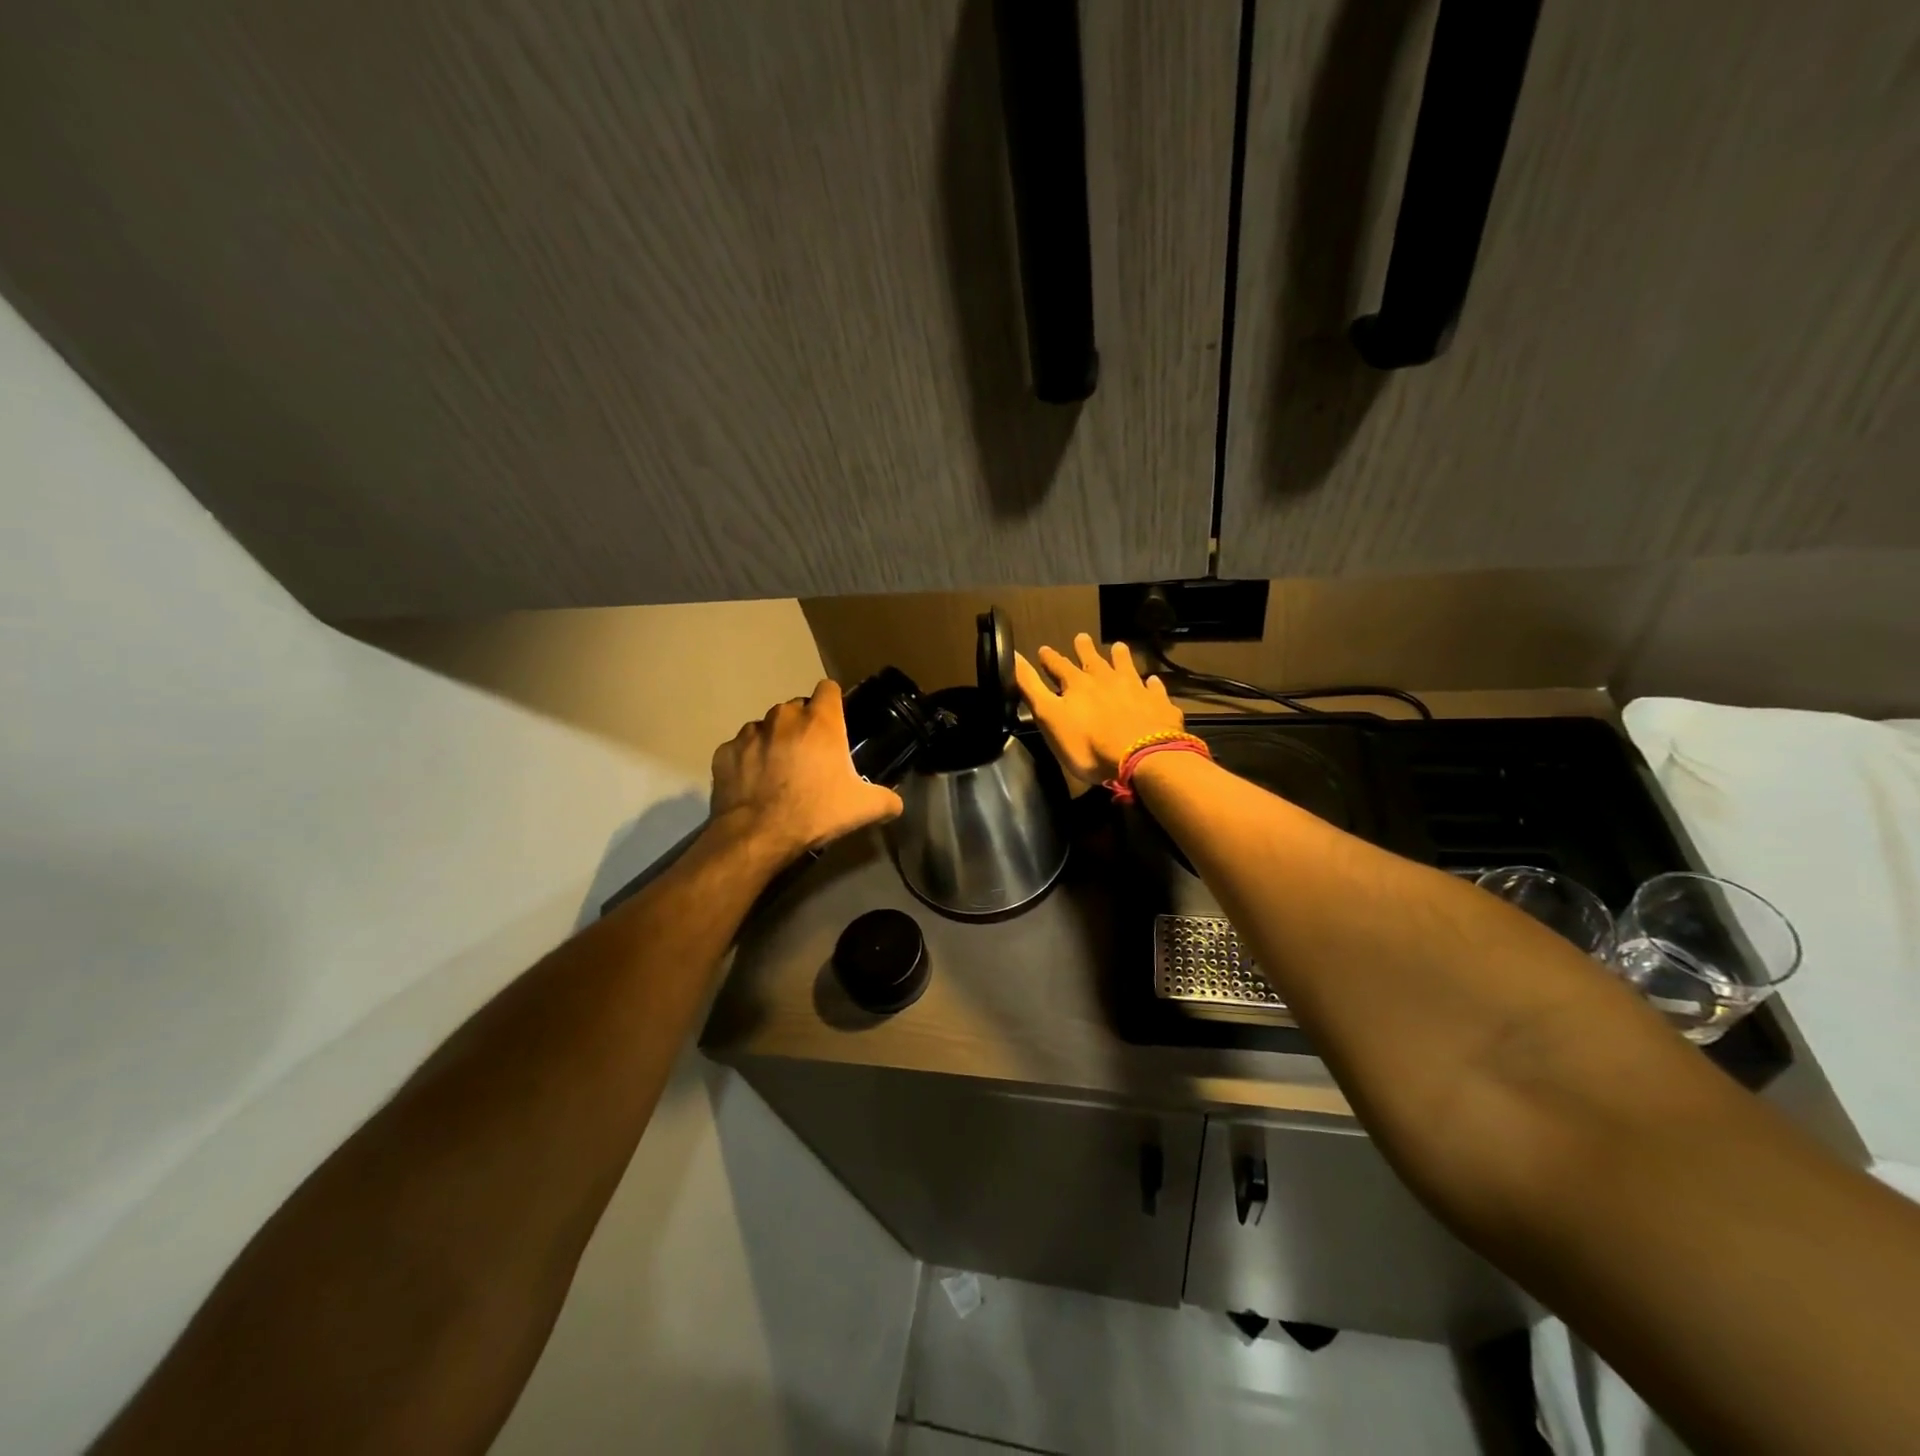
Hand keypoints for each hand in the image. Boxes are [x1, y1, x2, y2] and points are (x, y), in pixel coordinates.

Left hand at [710, 680, 903, 860]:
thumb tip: (896, 803)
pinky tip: (753, 783)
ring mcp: (750, 733)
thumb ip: (887, 800)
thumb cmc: (815, 812)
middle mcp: (784, 718)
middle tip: (810, 756)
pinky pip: (739, 748)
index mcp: (820, 722)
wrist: (758, 835)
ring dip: (773, 741)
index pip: (828, 689)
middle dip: (802, 726)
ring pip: (766, 727)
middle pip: (796, 708)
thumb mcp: (863, 809)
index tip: (835, 722)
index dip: (833, 703)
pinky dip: (747, 760)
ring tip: (778, 771)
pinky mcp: (725, 752)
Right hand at [1014, 634, 1184, 785]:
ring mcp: (1136, 690)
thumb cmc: (1088, 743)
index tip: (1044, 649)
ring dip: (1121, 657)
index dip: (1050, 659)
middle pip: (1094, 660)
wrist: (1142, 757)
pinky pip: (1155, 690)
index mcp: (1078, 684)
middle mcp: (1107, 680)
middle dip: (1085, 650)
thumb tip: (1012, 655)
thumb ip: (1031, 687)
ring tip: (1119, 647)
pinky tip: (1153, 681)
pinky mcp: (1158, 705)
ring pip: (1126, 667)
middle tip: (1081, 637)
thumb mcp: (1049, 717)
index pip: (1059, 666)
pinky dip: (1152, 684)